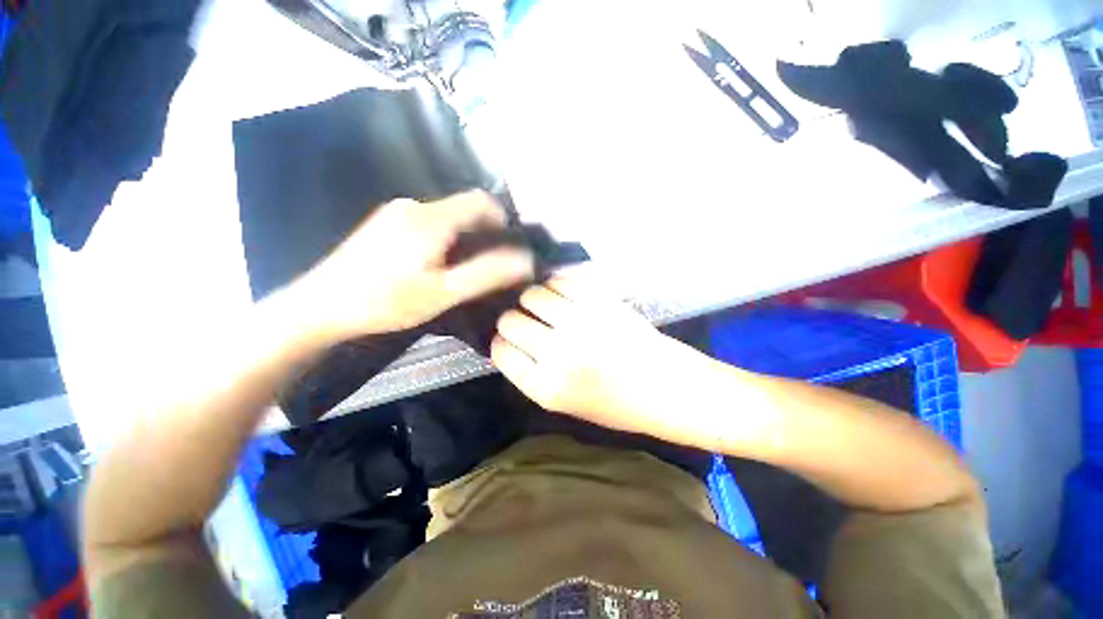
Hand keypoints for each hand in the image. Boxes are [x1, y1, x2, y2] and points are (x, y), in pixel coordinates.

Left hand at [298, 192, 534, 341]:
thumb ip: (486, 274)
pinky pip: (428, 222)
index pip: (481, 200)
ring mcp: (395, 212)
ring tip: (460, 269)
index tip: (508, 246)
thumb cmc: (386, 301)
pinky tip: (433, 265)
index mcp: (431, 218)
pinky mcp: (385, 223)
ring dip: (463, 238)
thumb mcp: (444, 292)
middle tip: (486, 265)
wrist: (321, 306)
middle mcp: (413, 205)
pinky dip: (444, 238)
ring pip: (446, 217)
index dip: (502, 219)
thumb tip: (525, 260)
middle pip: (464, 209)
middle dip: (483, 233)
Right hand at [491, 276, 708, 436]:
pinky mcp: (599, 302)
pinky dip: (554, 286)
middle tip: (527, 322)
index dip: (501, 343)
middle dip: (512, 320)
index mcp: (546, 387)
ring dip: (532, 300)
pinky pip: (559, 281)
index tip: (508, 340)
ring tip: (544, 306)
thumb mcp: (565, 404)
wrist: (667, 387)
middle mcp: (558, 353)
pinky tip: (561, 295)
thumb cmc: (617, 405)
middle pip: (510, 321)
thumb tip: (509, 341)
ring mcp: (580, 323)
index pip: (501, 352)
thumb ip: (532, 374)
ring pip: (531, 295)